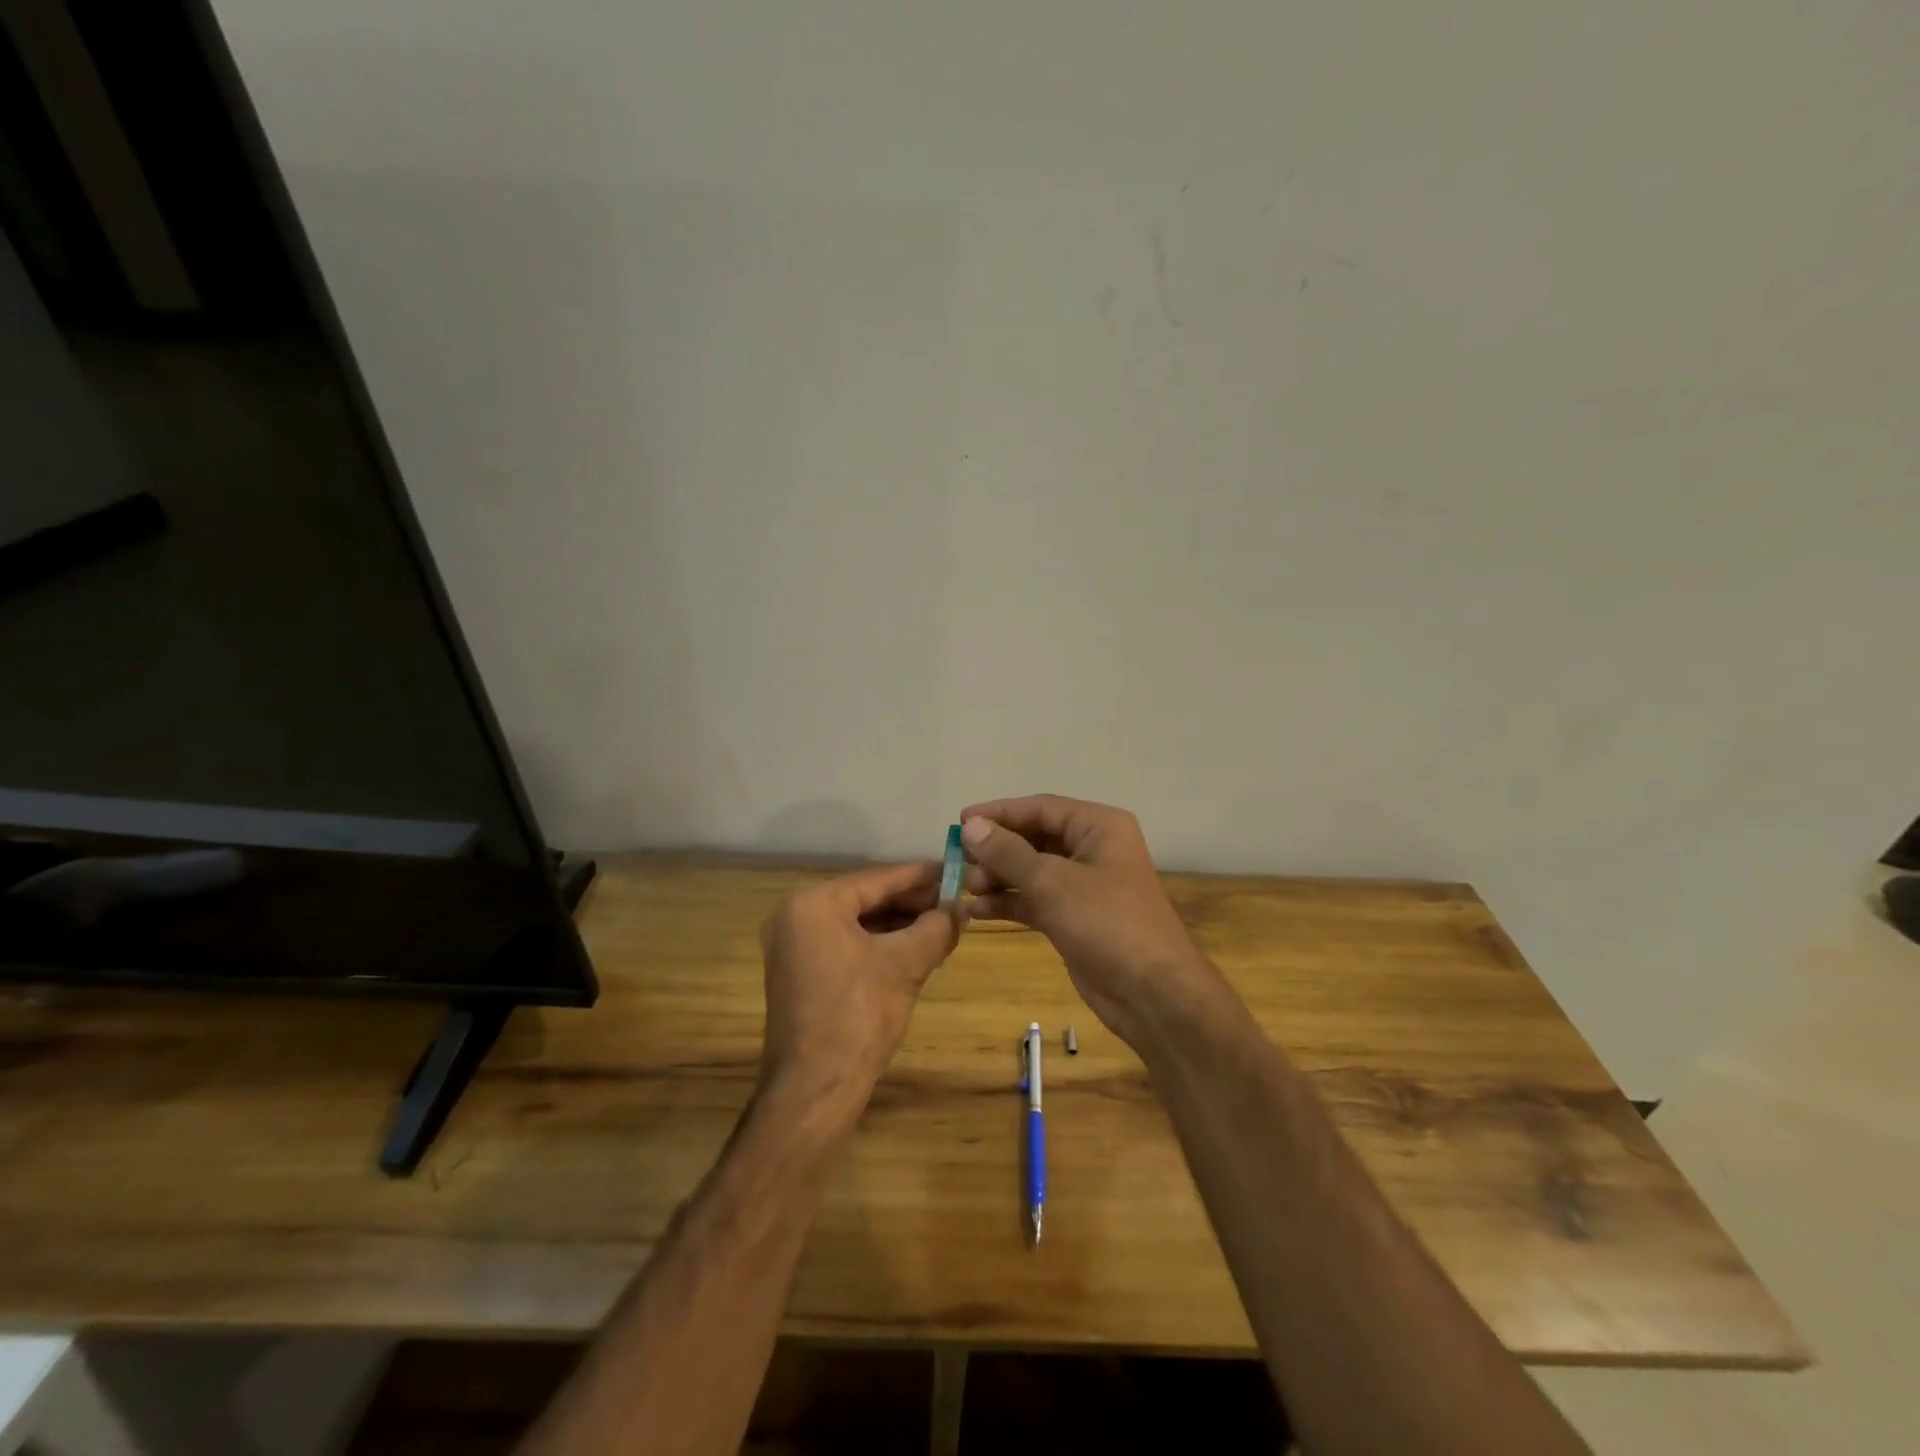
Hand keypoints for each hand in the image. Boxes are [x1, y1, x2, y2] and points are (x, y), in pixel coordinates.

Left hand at [759, 861, 960, 1121]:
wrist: (815, 1089)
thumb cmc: (859, 1015)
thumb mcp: (906, 964)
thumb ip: (936, 927)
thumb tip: (961, 909)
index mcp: (813, 904)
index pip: (878, 879)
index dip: (920, 876)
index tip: (954, 871)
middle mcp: (795, 916)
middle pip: (866, 899)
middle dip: (911, 903)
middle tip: (953, 902)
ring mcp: (792, 946)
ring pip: (857, 923)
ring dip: (898, 925)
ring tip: (941, 925)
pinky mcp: (799, 973)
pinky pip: (845, 944)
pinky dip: (878, 944)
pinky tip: (913, 949)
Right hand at [960, 796, 1222, 1051]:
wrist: (1152, 994)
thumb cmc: (1106, 923)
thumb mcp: (1052, 883)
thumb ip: (1008, 853)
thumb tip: (971, 826)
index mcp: (1099, 827)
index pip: (1041, 807)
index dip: (999, 813)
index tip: (960, 823)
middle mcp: (1093, 849)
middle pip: (1035, 837)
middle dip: (997, 849)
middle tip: (959, 860)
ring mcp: (1085, 885)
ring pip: (1033, 870)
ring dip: (1000, 877)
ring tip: (967, 888)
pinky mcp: (1076, 917)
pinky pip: (1036, 899)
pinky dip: (1011, 902)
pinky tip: (979, 911)